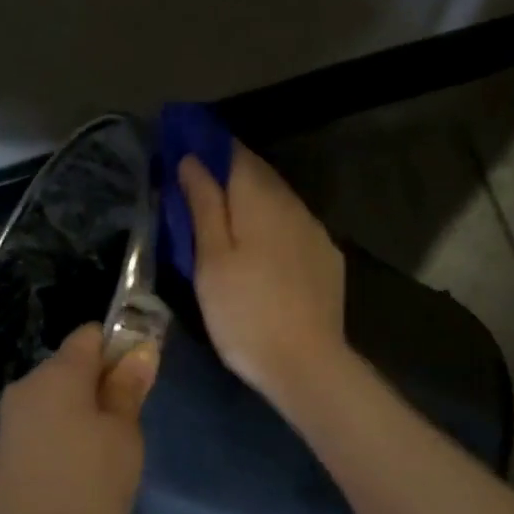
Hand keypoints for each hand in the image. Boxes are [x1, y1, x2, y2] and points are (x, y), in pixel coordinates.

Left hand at [0, 324, 158, 513]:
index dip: (121, 346)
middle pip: (71, 367)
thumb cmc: (86, 487)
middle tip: (132, 422)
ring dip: (83, 414)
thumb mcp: (123, 436)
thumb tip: (140, 351)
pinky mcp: (3, 456)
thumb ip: (129, 389)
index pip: (90, 335)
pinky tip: (72, 471)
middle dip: (103, 384)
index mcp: (57, 375)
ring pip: (56, 401)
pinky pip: (41, 431)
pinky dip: (60, 439)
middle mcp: (26, 389)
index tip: (143, 376)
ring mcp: (10, 424)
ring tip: (106, 454)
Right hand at [178, 145, 347, 410]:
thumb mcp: (211, 261)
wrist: (306, 364)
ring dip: (254, 204)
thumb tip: (192, 160)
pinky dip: (274, 230)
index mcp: (261, 200)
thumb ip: (203, 205)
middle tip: (199, 191)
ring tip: (228, 224)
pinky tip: (264, 254)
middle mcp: (294, 206)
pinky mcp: (328, 260)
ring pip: (280, 204)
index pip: (235, 155)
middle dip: (230, 177)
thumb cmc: (245, 314)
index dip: (210, 149)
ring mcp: (317, 233)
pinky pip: (295, 230)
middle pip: (260, 177)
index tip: (185, 154)